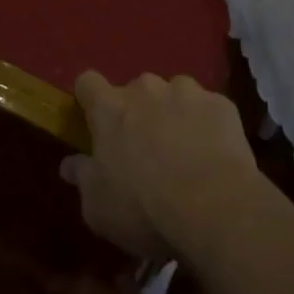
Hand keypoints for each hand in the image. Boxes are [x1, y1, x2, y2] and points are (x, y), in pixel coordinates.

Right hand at [61, 72, 259, 259]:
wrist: (215, 209)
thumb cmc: (145, 210)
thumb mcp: (98, 208)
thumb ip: (83, 178)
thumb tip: (71, 164)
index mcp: (110, 109)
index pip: (87, 82)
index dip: (90, 99)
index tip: (95, 121)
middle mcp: (146, 89)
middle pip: (135, 90)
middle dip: (138, 113)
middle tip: (145, 149)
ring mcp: (187, 92)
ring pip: (174, 95)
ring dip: (173, 115)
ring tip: (185, 151)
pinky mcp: (221, 104)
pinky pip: (207, 109)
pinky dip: (206, 126)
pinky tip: (213, 155)